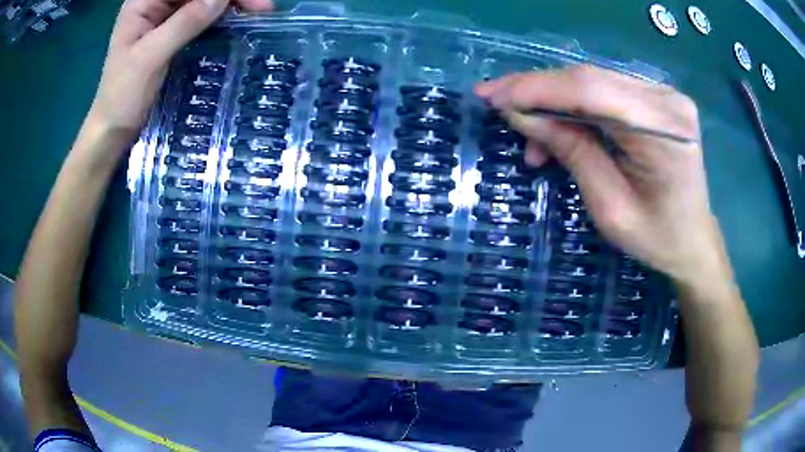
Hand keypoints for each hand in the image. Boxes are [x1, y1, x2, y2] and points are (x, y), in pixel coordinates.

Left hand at [86, 0, 272, 143]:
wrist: (114, 128)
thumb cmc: (122, 96)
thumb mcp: (150, 58)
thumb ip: (184, 24)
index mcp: (144, 1)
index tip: (245, 0)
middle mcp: (156, 2)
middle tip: (262, 7)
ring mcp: (166, 15)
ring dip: (231, 2)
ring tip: (259, 11)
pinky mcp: (174, 29)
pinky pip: (204, 13)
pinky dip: (223, 14)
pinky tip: (239, 18)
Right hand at [476, 66, 731, 286]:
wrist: (692, 239)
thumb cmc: (657, 238)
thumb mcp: (610, 207)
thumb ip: (572, 151)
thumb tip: (521, 114)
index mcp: (664, 130)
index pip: (591, 91)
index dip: (537, 88)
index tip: (493, 96)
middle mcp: (667, 99)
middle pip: (590, 78)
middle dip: (537, 89)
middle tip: (495, 99)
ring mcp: (663, 93)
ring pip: (593, 82)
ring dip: (554, 101)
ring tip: (530, 133)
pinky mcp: (655, 97)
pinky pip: (604, 92)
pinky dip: (575, 106)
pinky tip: (559, 128)